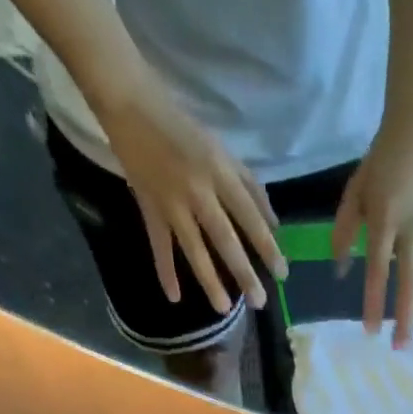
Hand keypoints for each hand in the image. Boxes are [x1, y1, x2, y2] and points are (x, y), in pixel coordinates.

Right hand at [97, 70, 286, 313]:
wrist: (130, 103)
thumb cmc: (184, 129)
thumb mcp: (223, 151)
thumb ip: (250, 187)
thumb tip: (274, 226)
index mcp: (220, 172)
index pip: (250, 216)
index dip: (267, 246)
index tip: (282, 273)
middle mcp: (198, 191)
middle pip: (225, 239)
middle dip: (244, 273)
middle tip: (259, 302)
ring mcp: (171, 202)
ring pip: (194, 249)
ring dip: (209, 281)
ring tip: (224, 309)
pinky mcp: (149, 207)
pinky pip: (159, 245)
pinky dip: (165, 271)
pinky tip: (174, 297)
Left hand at [331, 121, 412, 345]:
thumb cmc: (382, 162)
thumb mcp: (355, 192)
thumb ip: (344, 231)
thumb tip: (339, 271)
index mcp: (385, 221)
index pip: (377, 271)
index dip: (374, 302)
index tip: (370, 330)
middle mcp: (412, 231)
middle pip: (411, 284)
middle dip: (406, 319)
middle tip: (401, 348)